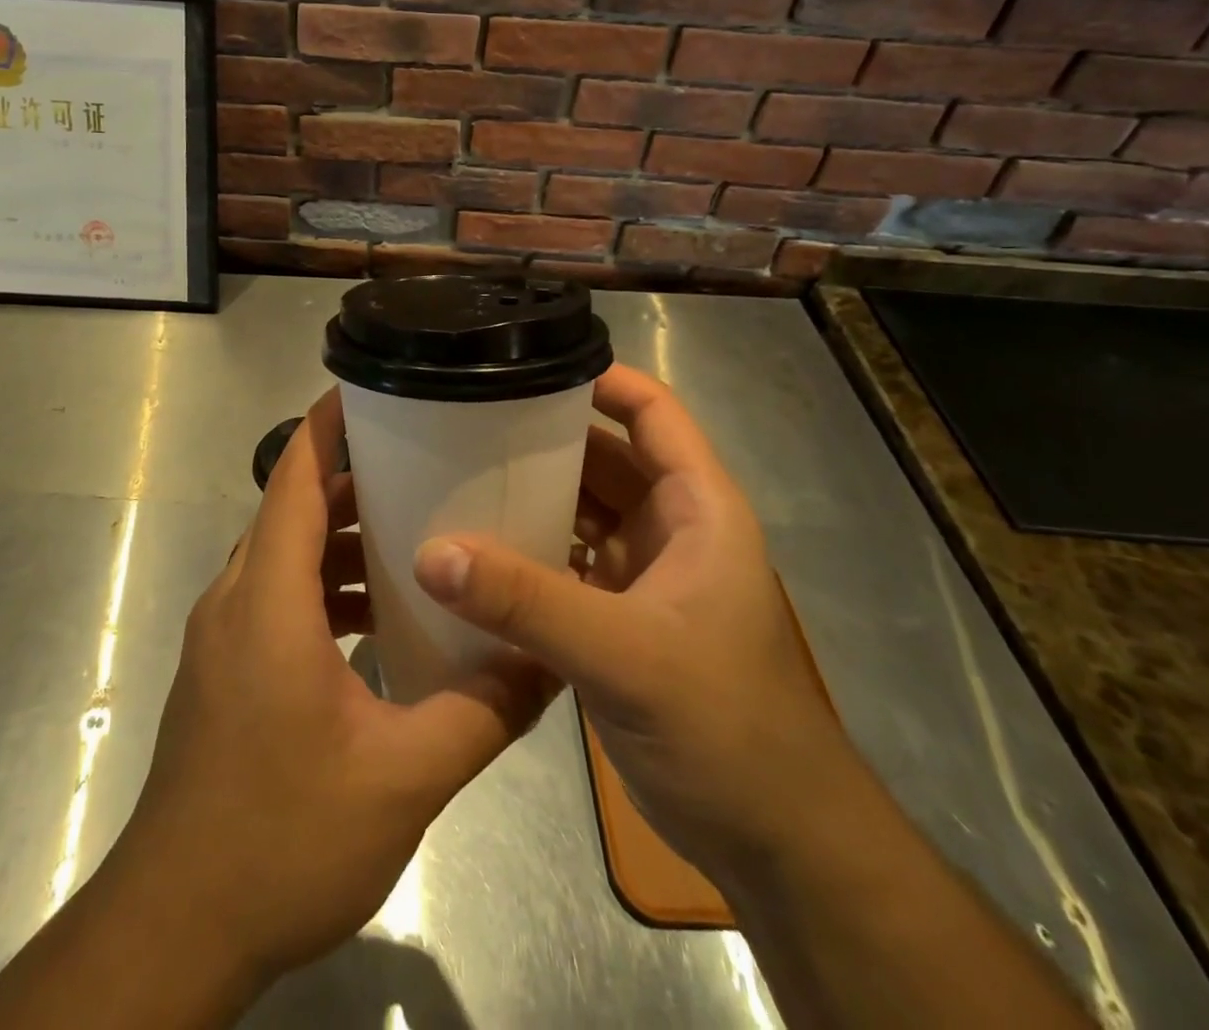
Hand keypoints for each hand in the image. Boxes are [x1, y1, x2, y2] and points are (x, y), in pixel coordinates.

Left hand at [112, 387, 554, 988]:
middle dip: (353, 479)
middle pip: (292, 508)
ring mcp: (225, 635)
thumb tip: (548, 664)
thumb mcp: (402, 778)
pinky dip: (325, 587)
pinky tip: (379, 617)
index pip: (292, 476)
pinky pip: (279, 598)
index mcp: (267, 598)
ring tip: (414, 533)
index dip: (326, 423)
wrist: (177, 926)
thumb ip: (482, 713)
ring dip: (341, 539)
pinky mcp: (227, 669)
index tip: (371, 387)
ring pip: (285, 555)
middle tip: (425, 463)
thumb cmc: (281, 837)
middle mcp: (237, 599)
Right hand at [413, 363, 856, 877]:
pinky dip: (526, 552)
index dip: (600, 379)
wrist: (776, 843)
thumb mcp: (626, 655)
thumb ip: (529, 602)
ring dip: (529, 496)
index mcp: (696, 508)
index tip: (526, 365)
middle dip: (542, 438)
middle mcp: (669, 529)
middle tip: (464, 422)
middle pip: (602, 456)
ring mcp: (643, 575)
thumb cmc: (727, 728)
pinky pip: (564, 561)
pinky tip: (474, 554)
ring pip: (580, 510)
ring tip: (455, 476)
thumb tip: (433, 552)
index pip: (652, 412)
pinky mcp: (618, 618)